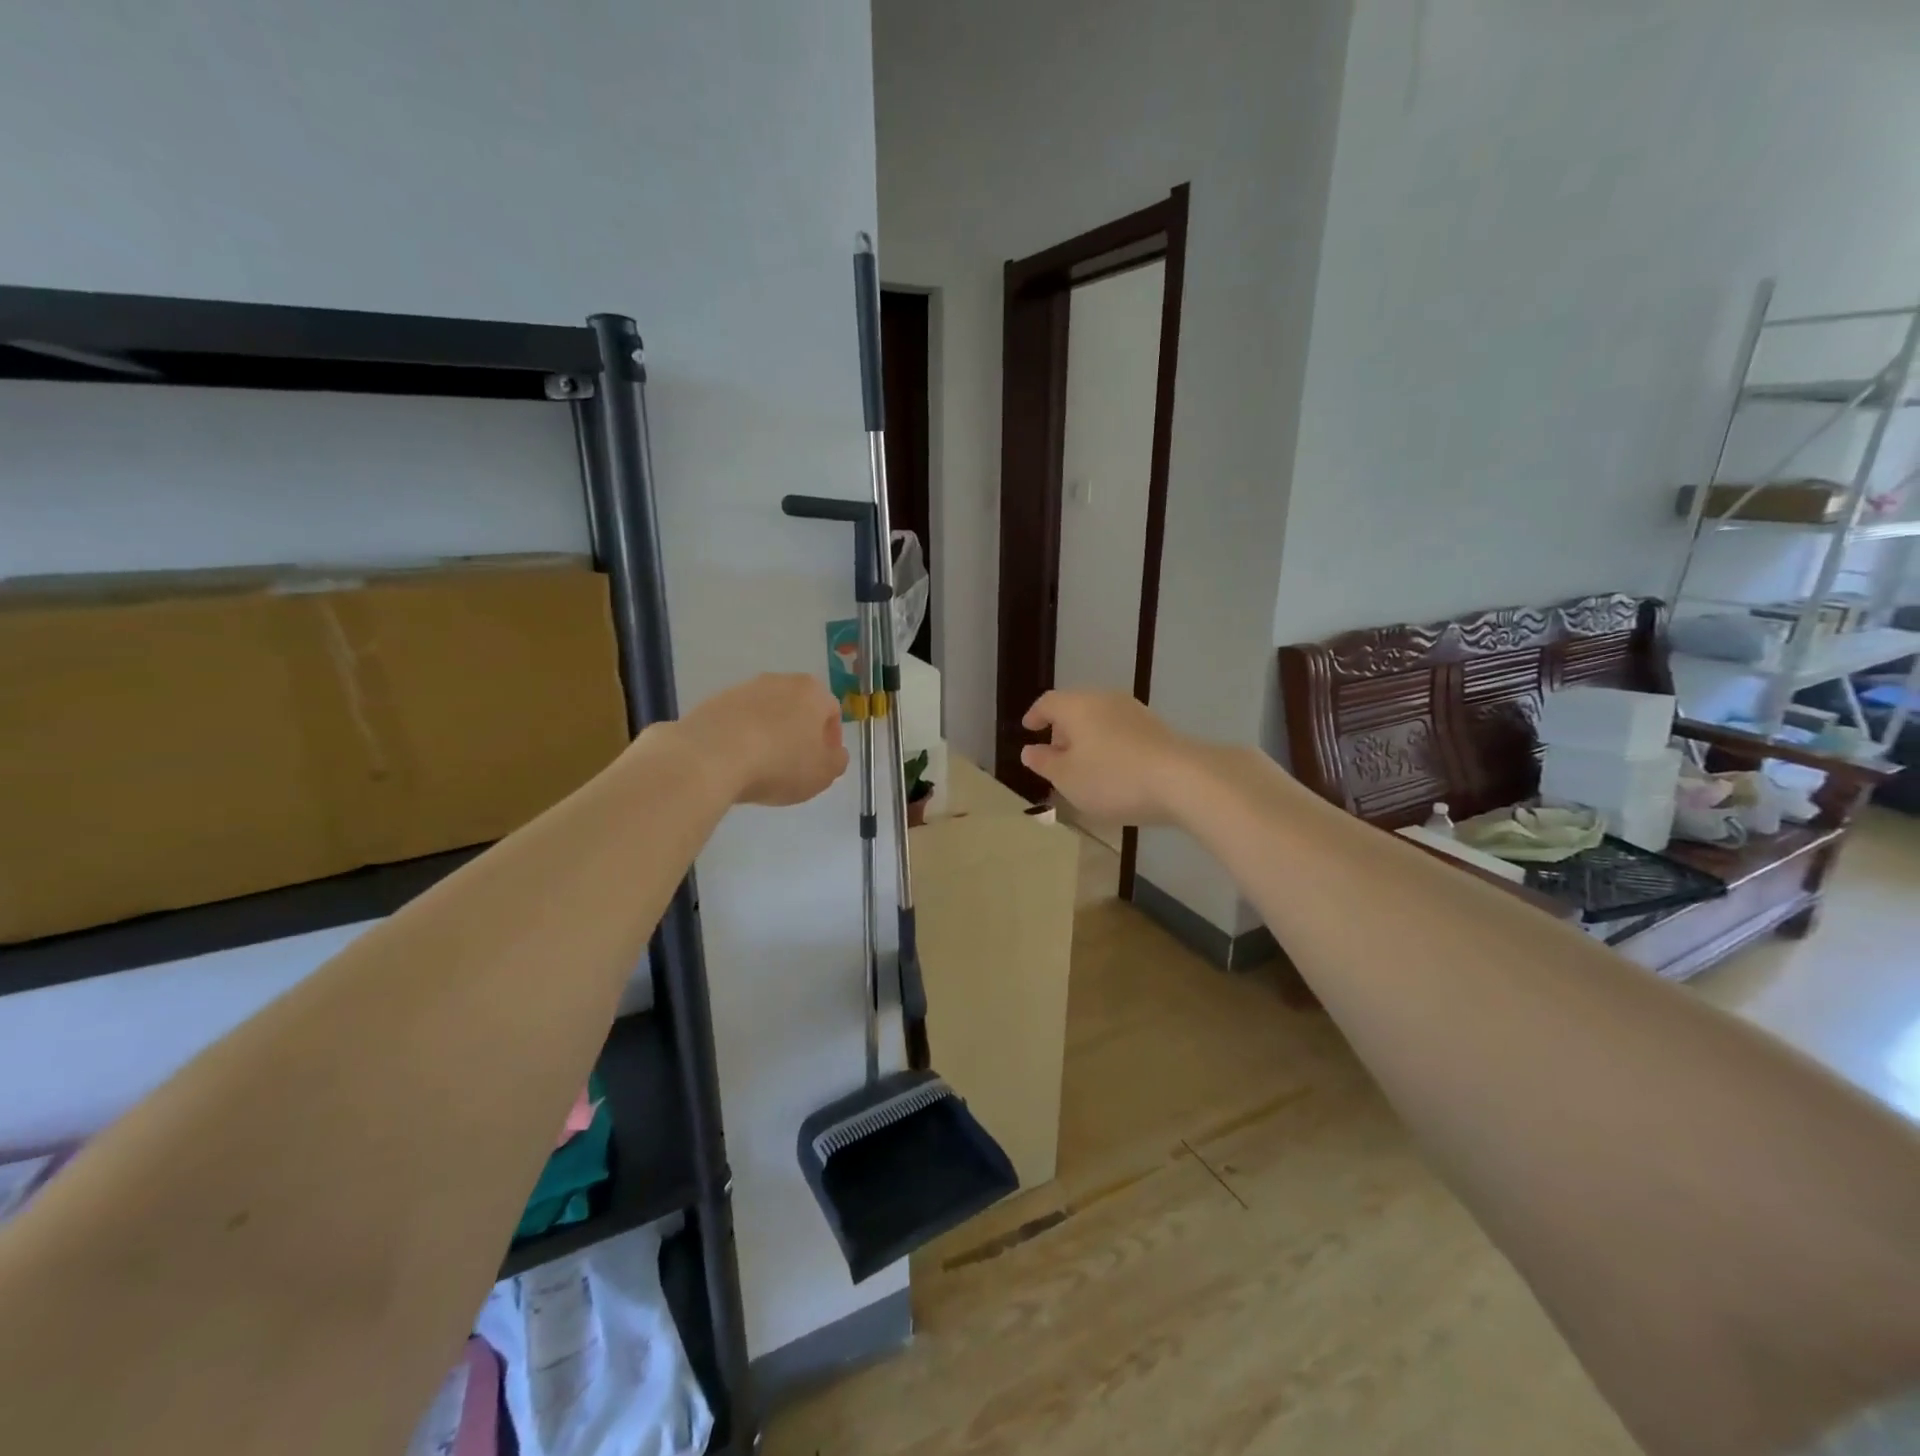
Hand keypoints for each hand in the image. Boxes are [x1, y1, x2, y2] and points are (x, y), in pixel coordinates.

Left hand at [678, 673, 848, 805]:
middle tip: (793, 764)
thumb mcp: (823, 773)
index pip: (831, 713)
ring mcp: (743, 689)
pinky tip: (736, 762)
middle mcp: (780, 681)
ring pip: (766, 713)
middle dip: (798, 733)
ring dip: (769, 734)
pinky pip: (737, 721)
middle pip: (797, 708)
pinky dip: (741, 737)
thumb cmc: (779, 763)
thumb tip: (834, 752)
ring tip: (761, 766)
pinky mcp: (714, 702)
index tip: (821, 763)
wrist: (710, 757)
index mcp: (812, 692)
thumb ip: (837, 761)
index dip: (830, 741)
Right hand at [1020, 691, 1195, 825]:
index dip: (1035, 716)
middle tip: (1055, 754)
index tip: (1028, 729)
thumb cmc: (1112, 778)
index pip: (1048, 703)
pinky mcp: (1156, 728)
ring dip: (1087, 738)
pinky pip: (1121, 731)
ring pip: (1100, 719)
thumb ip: (1044, 763)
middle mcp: (1105, 699)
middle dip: (1062, 729)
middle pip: (1076, 708)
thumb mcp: (1067, 778)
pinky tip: (1113, 770)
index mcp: (1077, 706)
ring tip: (1084, 766)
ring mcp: (1134, 711)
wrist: (1181, 780)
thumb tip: (1029, 750)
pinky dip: (1109, 745)